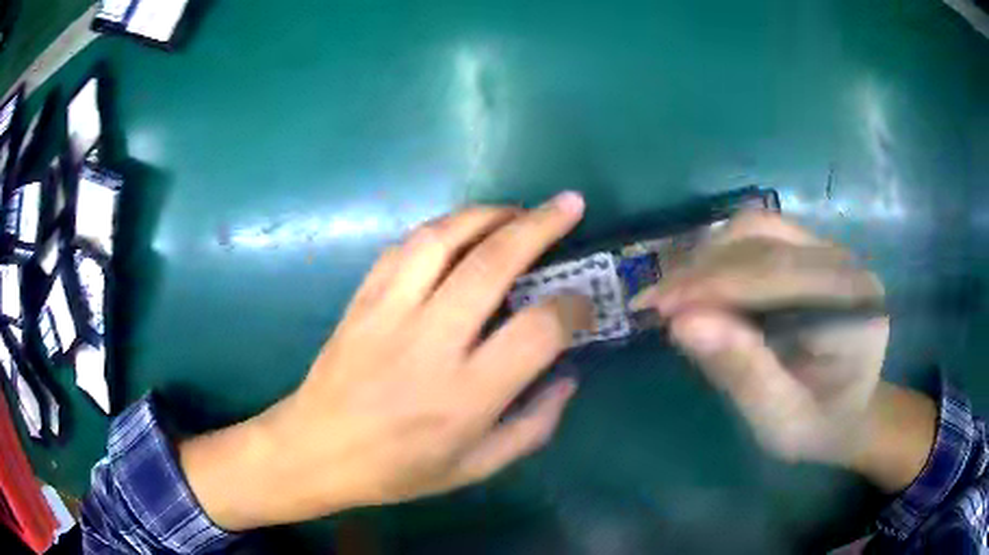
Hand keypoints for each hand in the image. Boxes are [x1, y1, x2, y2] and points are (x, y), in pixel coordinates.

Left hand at [180, 193, 591, 529]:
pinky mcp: (362, 300)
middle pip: (492, 264)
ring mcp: (388, 314)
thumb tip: (568, 377)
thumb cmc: (399, 469)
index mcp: (465, 395)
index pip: (536, 331)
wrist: (317, 450)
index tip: (583, 302)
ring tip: (515, 212)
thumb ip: (533, 426)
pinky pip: (403, 248)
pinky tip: (459, 232)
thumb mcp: (476, 467)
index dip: (572, 307)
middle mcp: (430, 344)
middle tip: (568, 204)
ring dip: (486, 215)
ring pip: (442, 239)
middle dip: (540, 226)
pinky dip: (440, 229)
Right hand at [632, 212, 933, 489]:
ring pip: (756, 228)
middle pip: (764, 239)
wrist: (847, 411)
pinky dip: (720, 256)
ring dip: (708, 257)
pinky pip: (758, 235)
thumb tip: (683, 324)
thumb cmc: (818, 426)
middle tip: (655, 303)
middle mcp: (844, 264)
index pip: (778, 274)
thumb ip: (743, 373)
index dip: (714, 285)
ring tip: (675, 295)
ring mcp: (828, 250)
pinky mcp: (810, 250)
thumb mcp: (780, 421)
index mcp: (853, 307)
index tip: (658, 309)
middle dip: (703, 269)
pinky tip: (701, 286)